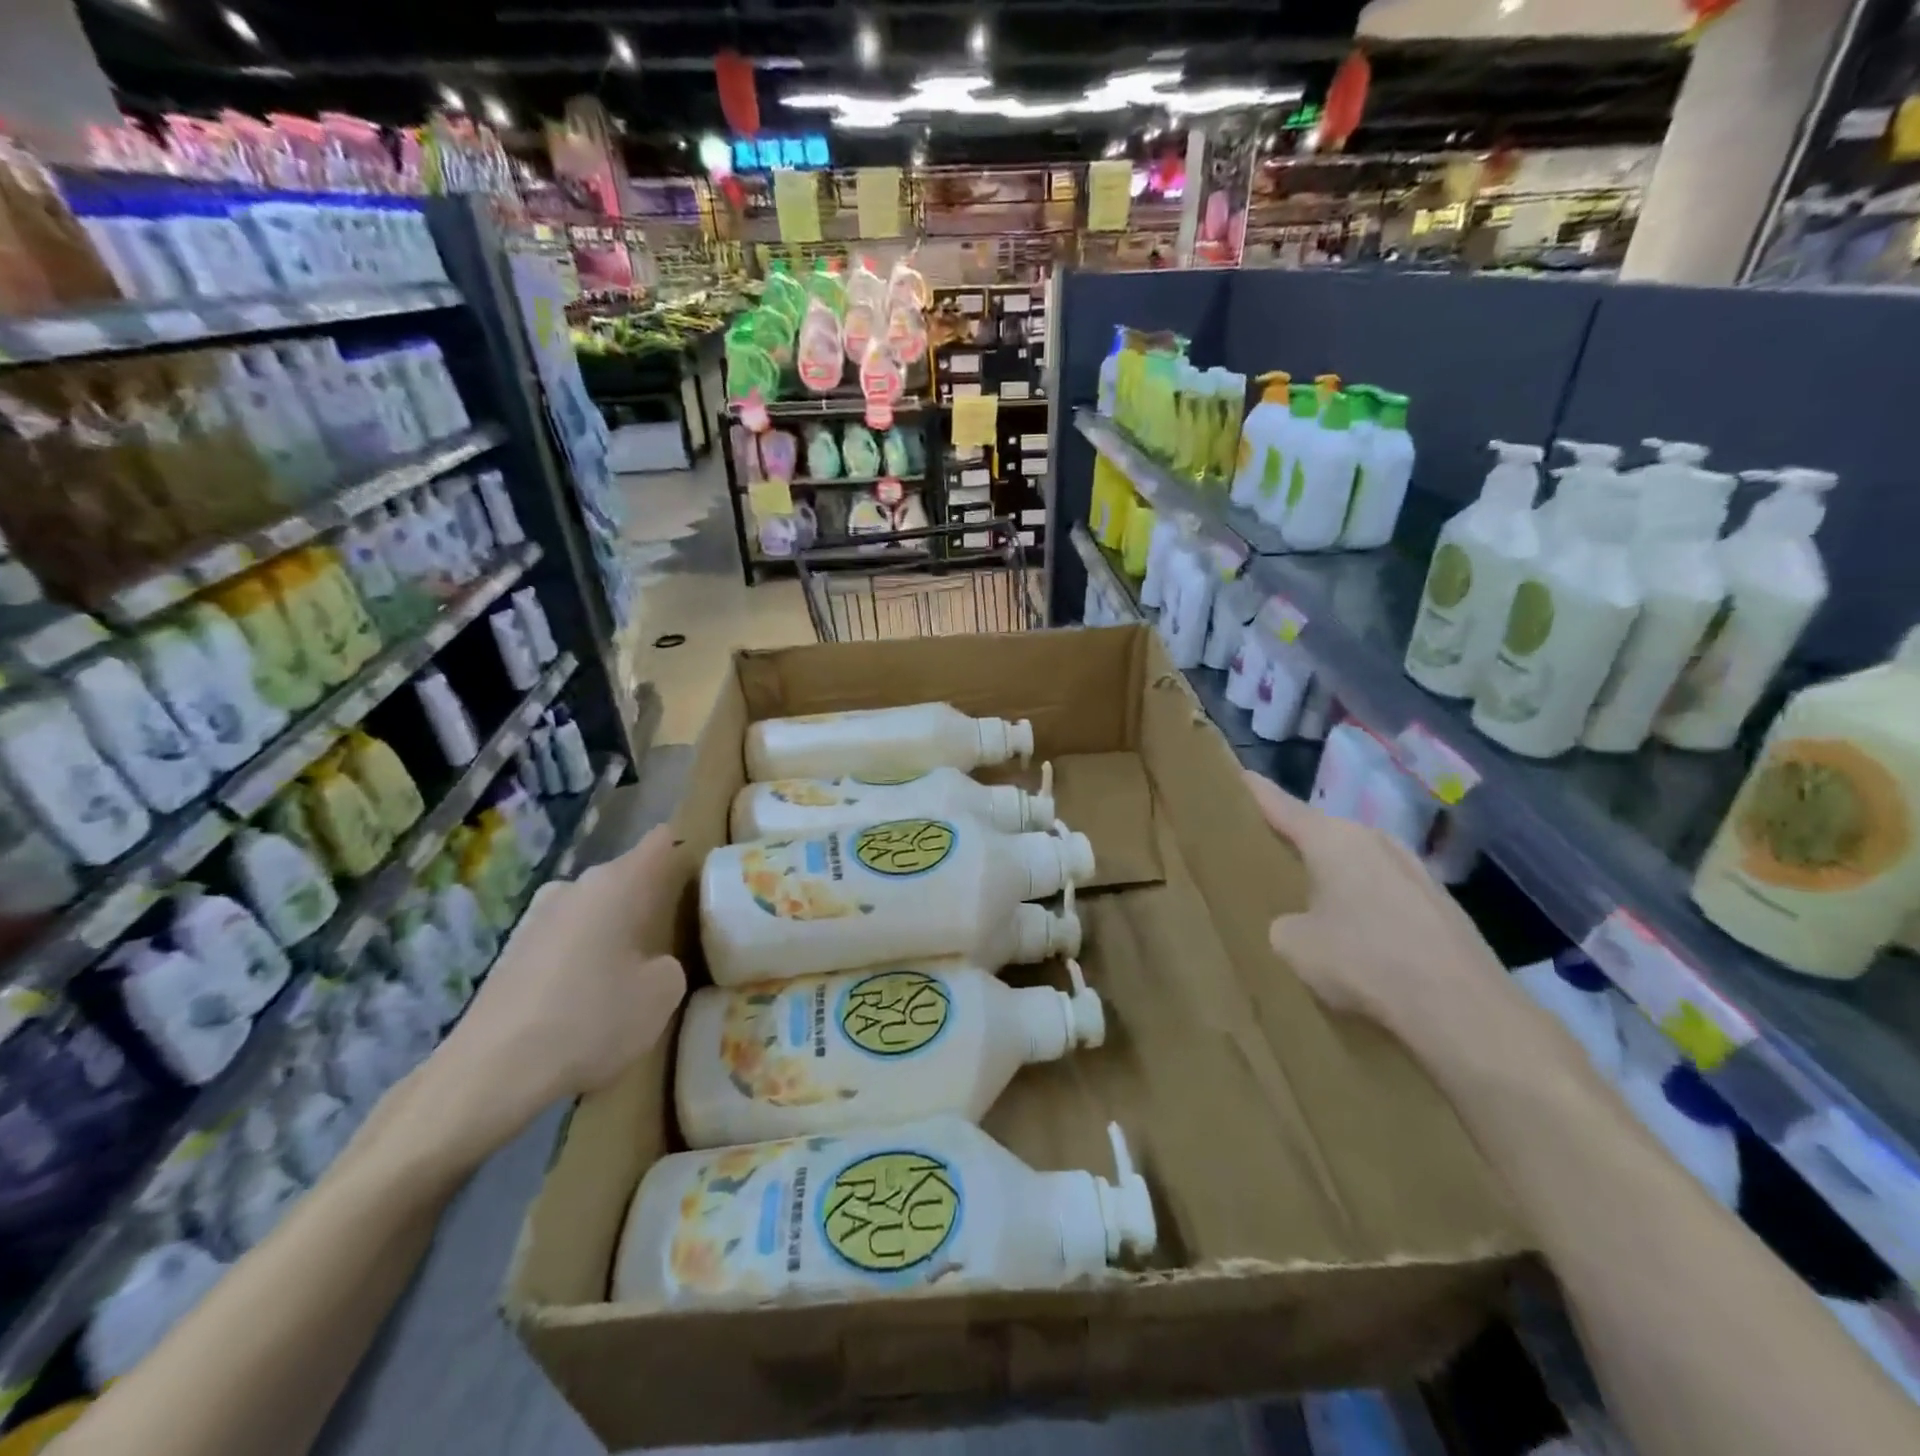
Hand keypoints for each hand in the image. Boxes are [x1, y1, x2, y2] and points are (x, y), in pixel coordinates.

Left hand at [414, 825, 686, 1163]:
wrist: (490, 1072)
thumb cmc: (591, 1019)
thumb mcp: (662, 995)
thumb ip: (670, 965)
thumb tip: (652, 965)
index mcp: (617, 883)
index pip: (660, 842)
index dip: (684, 849)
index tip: (704, 873)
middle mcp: (575, 887)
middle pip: (625, 879)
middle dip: (650, 900)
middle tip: (676, 935)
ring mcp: (537, 917)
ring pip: (593, 911)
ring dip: (614, 931)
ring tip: (632, 973)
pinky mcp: (513, 952)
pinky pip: (566, 941)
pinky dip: (583, 959)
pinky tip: (588, 1000)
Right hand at [1244, 771, 1572, 1083]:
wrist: (1463, 1010)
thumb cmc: (1364, 962)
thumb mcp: (1293, 945)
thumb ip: (1283, 922)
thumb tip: (1299, 923)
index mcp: (1333, 839)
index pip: (1280, 804)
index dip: (1254, 791)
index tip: (1237, 776)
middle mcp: (1375, 840)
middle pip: (1322, 832)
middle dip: (1295, 841)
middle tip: (1265, 853)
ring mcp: (1414, 869)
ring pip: (1357, 862)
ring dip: (1334, 876)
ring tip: (1311, 900)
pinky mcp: (1441, 904)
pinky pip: (1385, 891)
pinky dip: (1366, 904)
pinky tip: (1360, 938)